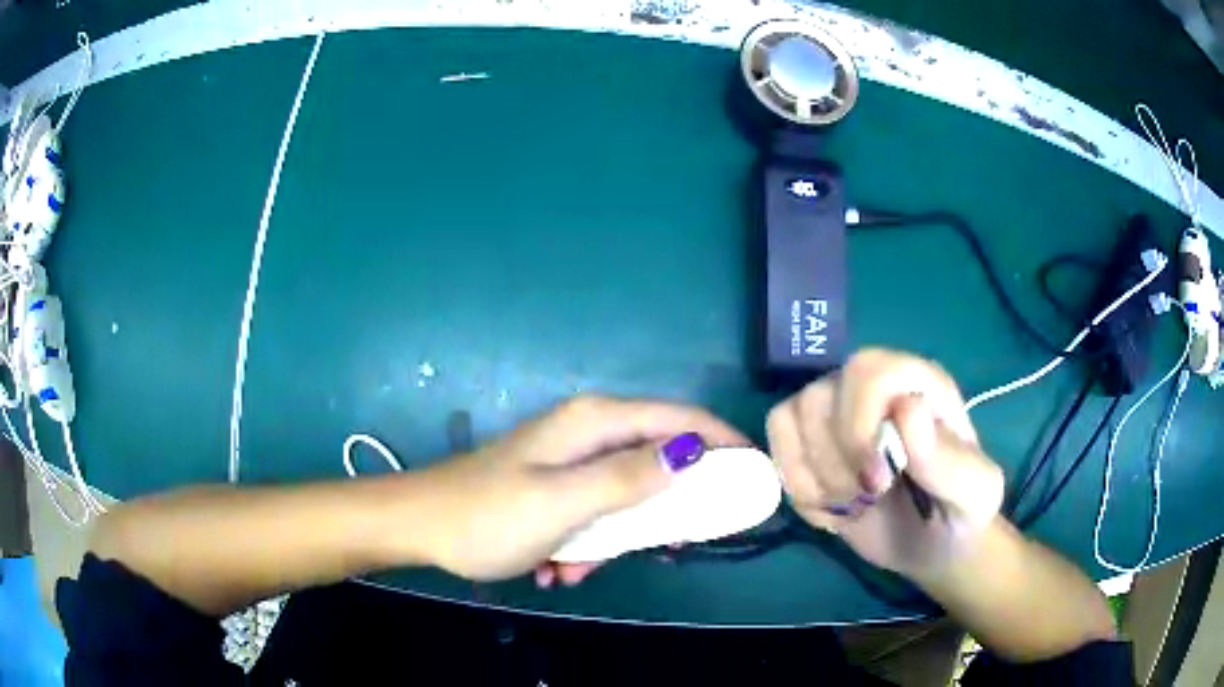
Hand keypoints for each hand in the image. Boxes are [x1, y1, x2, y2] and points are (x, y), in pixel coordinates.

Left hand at [413, 396, 747, 586]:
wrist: (420, 526)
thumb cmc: (488, 515)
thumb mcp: (563, 503)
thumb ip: (628, 478)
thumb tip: (691, 453)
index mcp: (594, 422)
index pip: (680, 419)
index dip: (722, 442)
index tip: (754, 476)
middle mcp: (587, 433)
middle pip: (657, 459)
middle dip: (661, 510)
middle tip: (669, 547)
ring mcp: (569, 460)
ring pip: (625, 496)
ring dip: (613, 539)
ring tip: (575, 569)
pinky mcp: (555, 485)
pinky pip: (594, 512)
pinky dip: (585, 543)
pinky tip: (555, 568)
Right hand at [767, 349, 1004, 577]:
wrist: (933, 544)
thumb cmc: (960, 514)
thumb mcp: (974, 497)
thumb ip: (950, 461)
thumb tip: (907, 409)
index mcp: (920, 386)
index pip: (868, 371)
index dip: (858, 424)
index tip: (876, 482)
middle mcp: (874, 389)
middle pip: (819, 395)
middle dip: (834, 462)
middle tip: (864, 500)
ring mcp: (839, 413)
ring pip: (789, 417)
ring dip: (813, 477)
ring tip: (849, 506)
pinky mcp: (812, 442)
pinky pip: (777, 444)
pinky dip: (795, 484)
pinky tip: (829, 509)